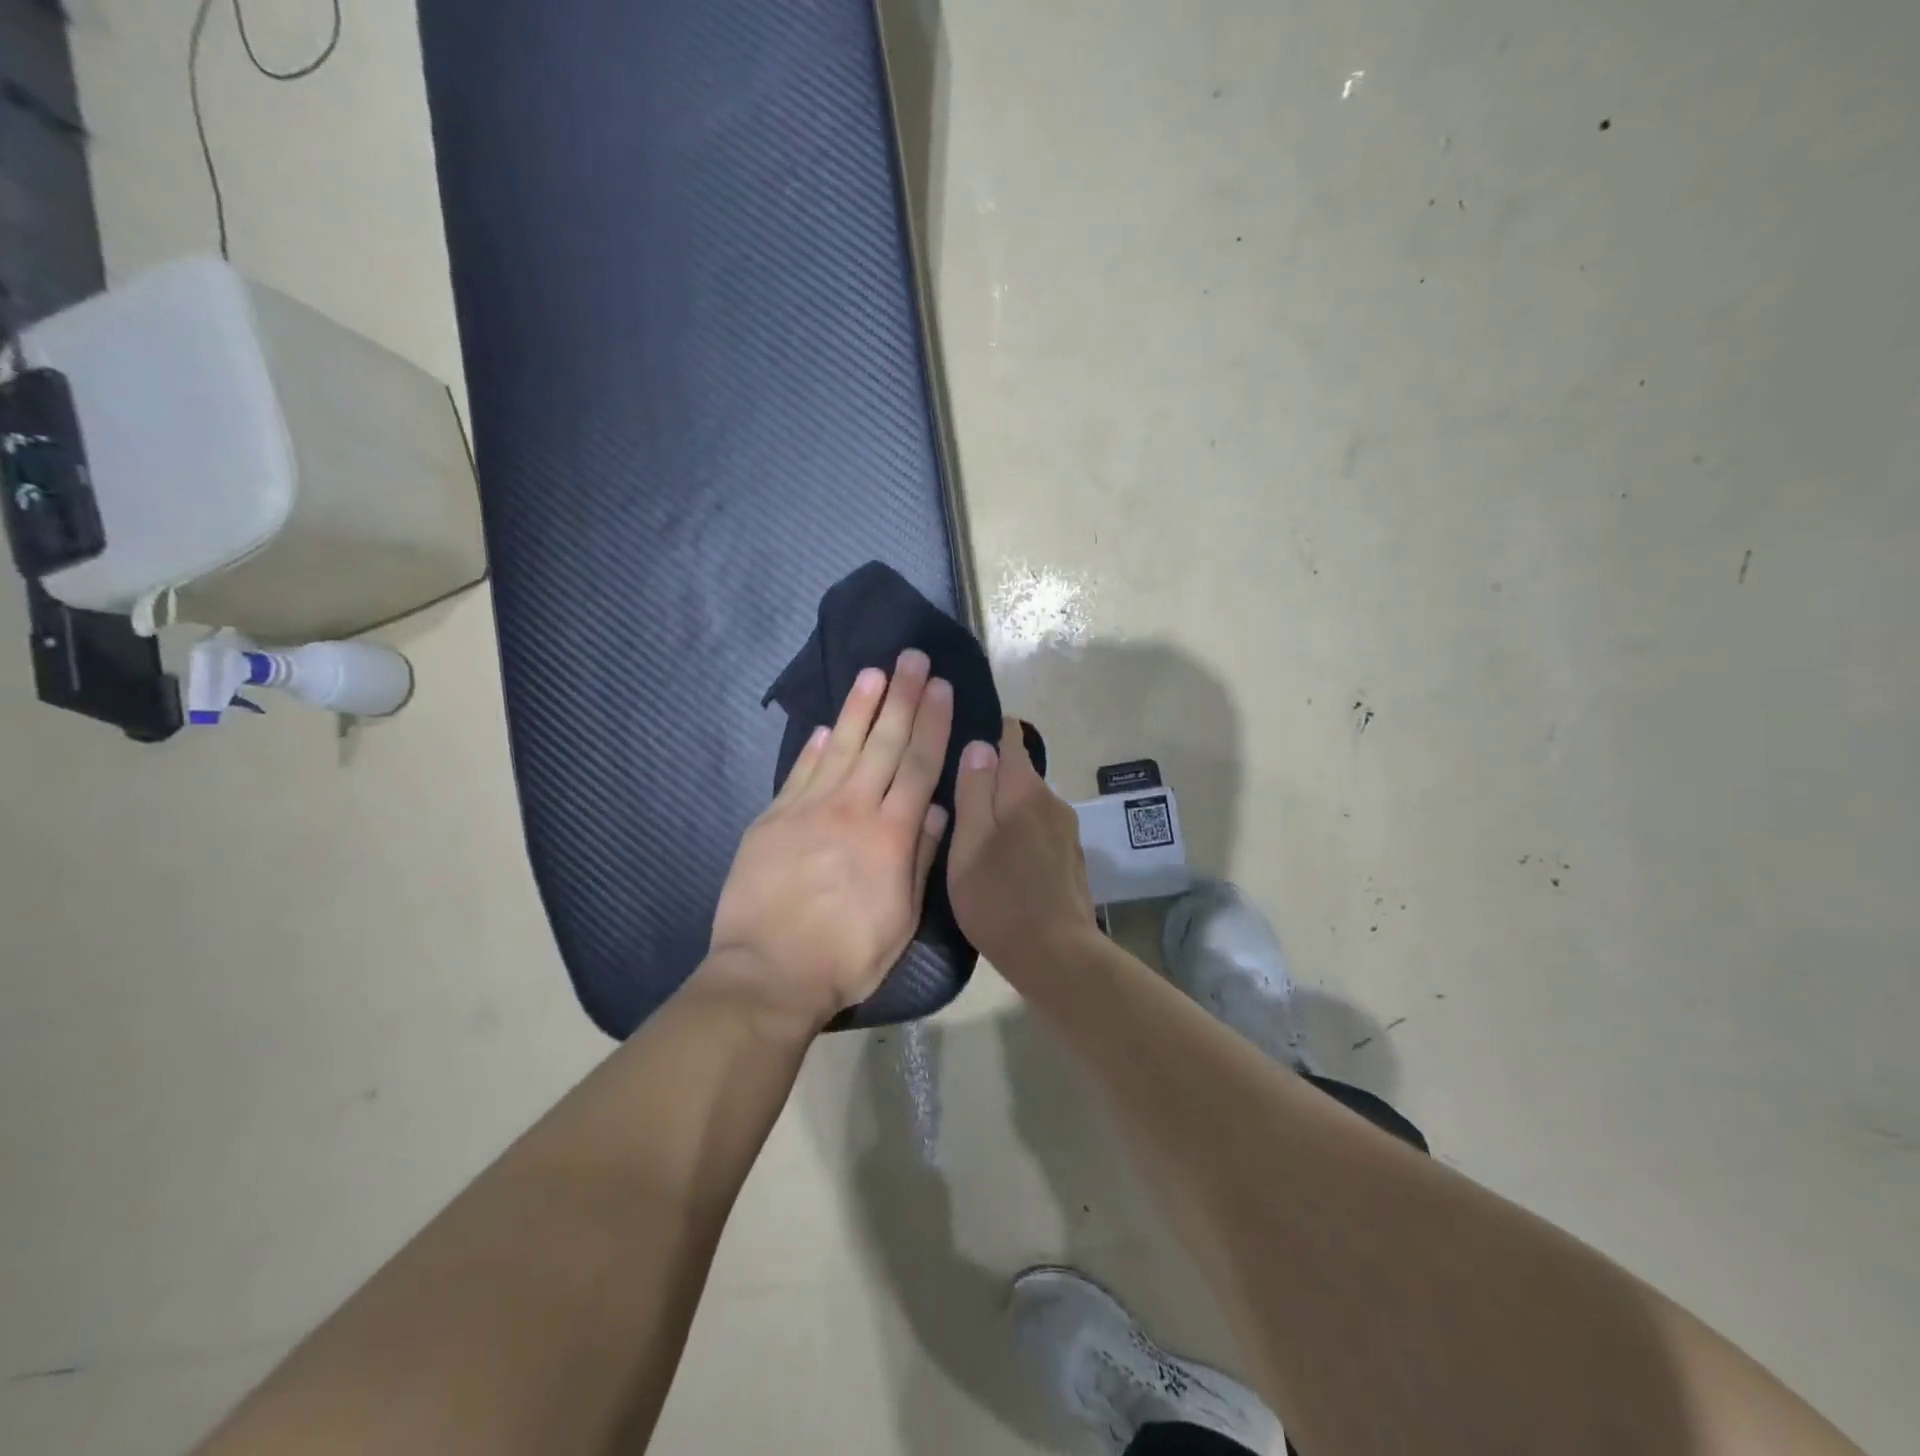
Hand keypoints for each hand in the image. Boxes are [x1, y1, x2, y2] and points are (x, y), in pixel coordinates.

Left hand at [707, 650, 953, 1028]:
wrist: (768, 973)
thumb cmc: (846, 955)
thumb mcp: (901, 919)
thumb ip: (919, 858)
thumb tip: (934, 809)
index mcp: (891, 835)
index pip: (918, 765)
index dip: (932, 722)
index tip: (941, 687)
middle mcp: (853, 809)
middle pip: (883, 743)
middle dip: (902, 697)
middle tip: (913, 658)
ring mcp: (808, 809)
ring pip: (839, 746)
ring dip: (859, 707)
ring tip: (873, 673)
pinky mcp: (773, 818)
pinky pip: (799, 772)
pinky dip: (813, 746)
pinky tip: (823, 726)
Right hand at [948, 716, 1097, 972]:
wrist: (1056, 957)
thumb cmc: (1000, 899)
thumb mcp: (969, 844)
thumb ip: (974, 791)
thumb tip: (980, 743)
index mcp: (1026, 790)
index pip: (1010, 737)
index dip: (985, 730)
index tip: (957, 737)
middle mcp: (1052, 801)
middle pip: (1017, 772)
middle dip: (989, 776)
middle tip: (952, 795)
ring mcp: (1066, 831)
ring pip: (1027, 804)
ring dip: (1003, 809)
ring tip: (972, 831)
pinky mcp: (1070, 858)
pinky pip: (1038, 829)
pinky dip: (1018, 833)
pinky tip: (1001, 859)